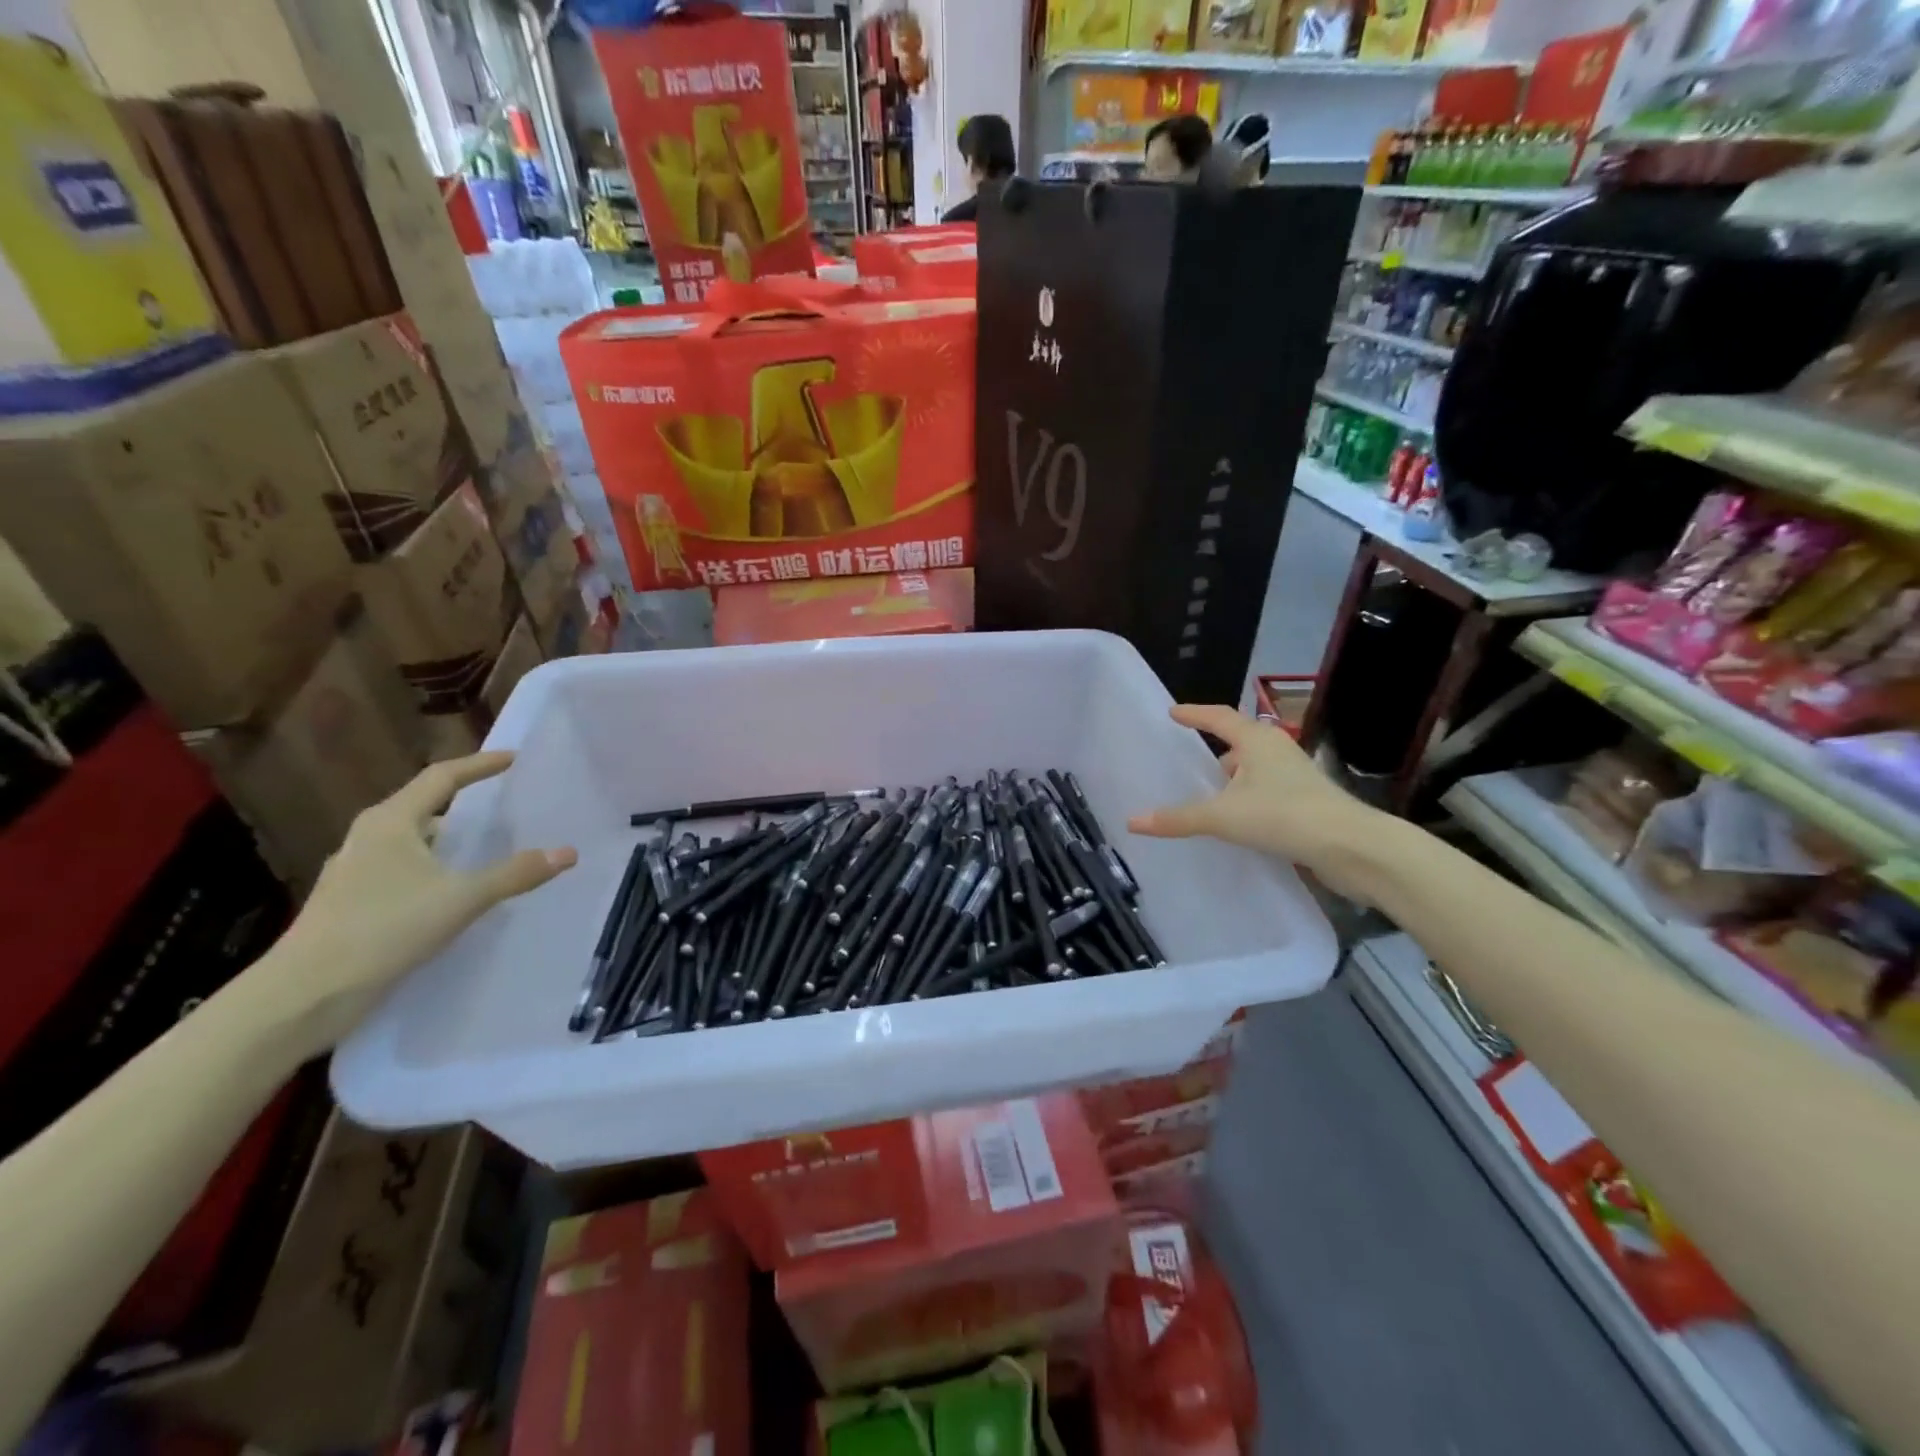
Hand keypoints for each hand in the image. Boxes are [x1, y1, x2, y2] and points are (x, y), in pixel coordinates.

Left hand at [263, 753, 576, 1054]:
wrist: (303, 995)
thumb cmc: (383, 930)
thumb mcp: (461, 899)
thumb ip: (515, 874)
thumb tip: (568, 852)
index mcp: (390, 822)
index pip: (442, 777)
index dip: (480, 765)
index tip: (514, 759)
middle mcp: (369, 837)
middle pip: (425, 806)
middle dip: (466, 802)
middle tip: (507, 804)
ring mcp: (356, 871)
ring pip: (413, 842)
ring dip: (450, 840)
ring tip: (489, 848)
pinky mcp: (352, 903)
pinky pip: (404, 870)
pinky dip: (435, 869)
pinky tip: (454, 891)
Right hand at [1128, 704, 1384, 895]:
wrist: (1351, 847)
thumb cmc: (1283, 816)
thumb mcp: (1223, 817)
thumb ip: (1178, 819)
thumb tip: (1132, 821)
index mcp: (1256, 740)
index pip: (1217, 717)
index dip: (1193, 714)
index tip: (1172, 712)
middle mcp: (1276, 750)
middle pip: (1238, 741)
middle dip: (1214, 748)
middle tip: (1186, 758)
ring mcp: (1295, 775)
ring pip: (1254, 768)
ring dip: (1232, 777)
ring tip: (1206, 793)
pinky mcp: (1305, 801)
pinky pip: (1265, 791)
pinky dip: (1246, 798)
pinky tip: (1236, 819)